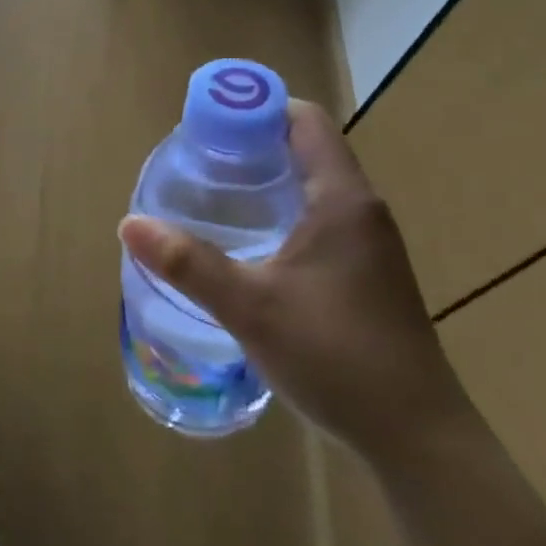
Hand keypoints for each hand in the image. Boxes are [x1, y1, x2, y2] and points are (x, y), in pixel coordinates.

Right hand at [119, 100, 470, 461]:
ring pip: (311, 189)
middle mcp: (361, 211)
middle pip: (306, 150)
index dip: (258, 107)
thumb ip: (188, 263)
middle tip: (196, 160)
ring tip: (211, 196)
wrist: (416, 437)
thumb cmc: (337, 356)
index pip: (306, 120)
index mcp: (343, 200)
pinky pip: (318, 221)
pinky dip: (280, 214)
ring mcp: (368, 246)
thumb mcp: (251, 307)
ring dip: (265, 182)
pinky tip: (247, 246)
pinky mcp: (365, 275)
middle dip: (251, 144)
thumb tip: (129, 224)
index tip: (208, 122)